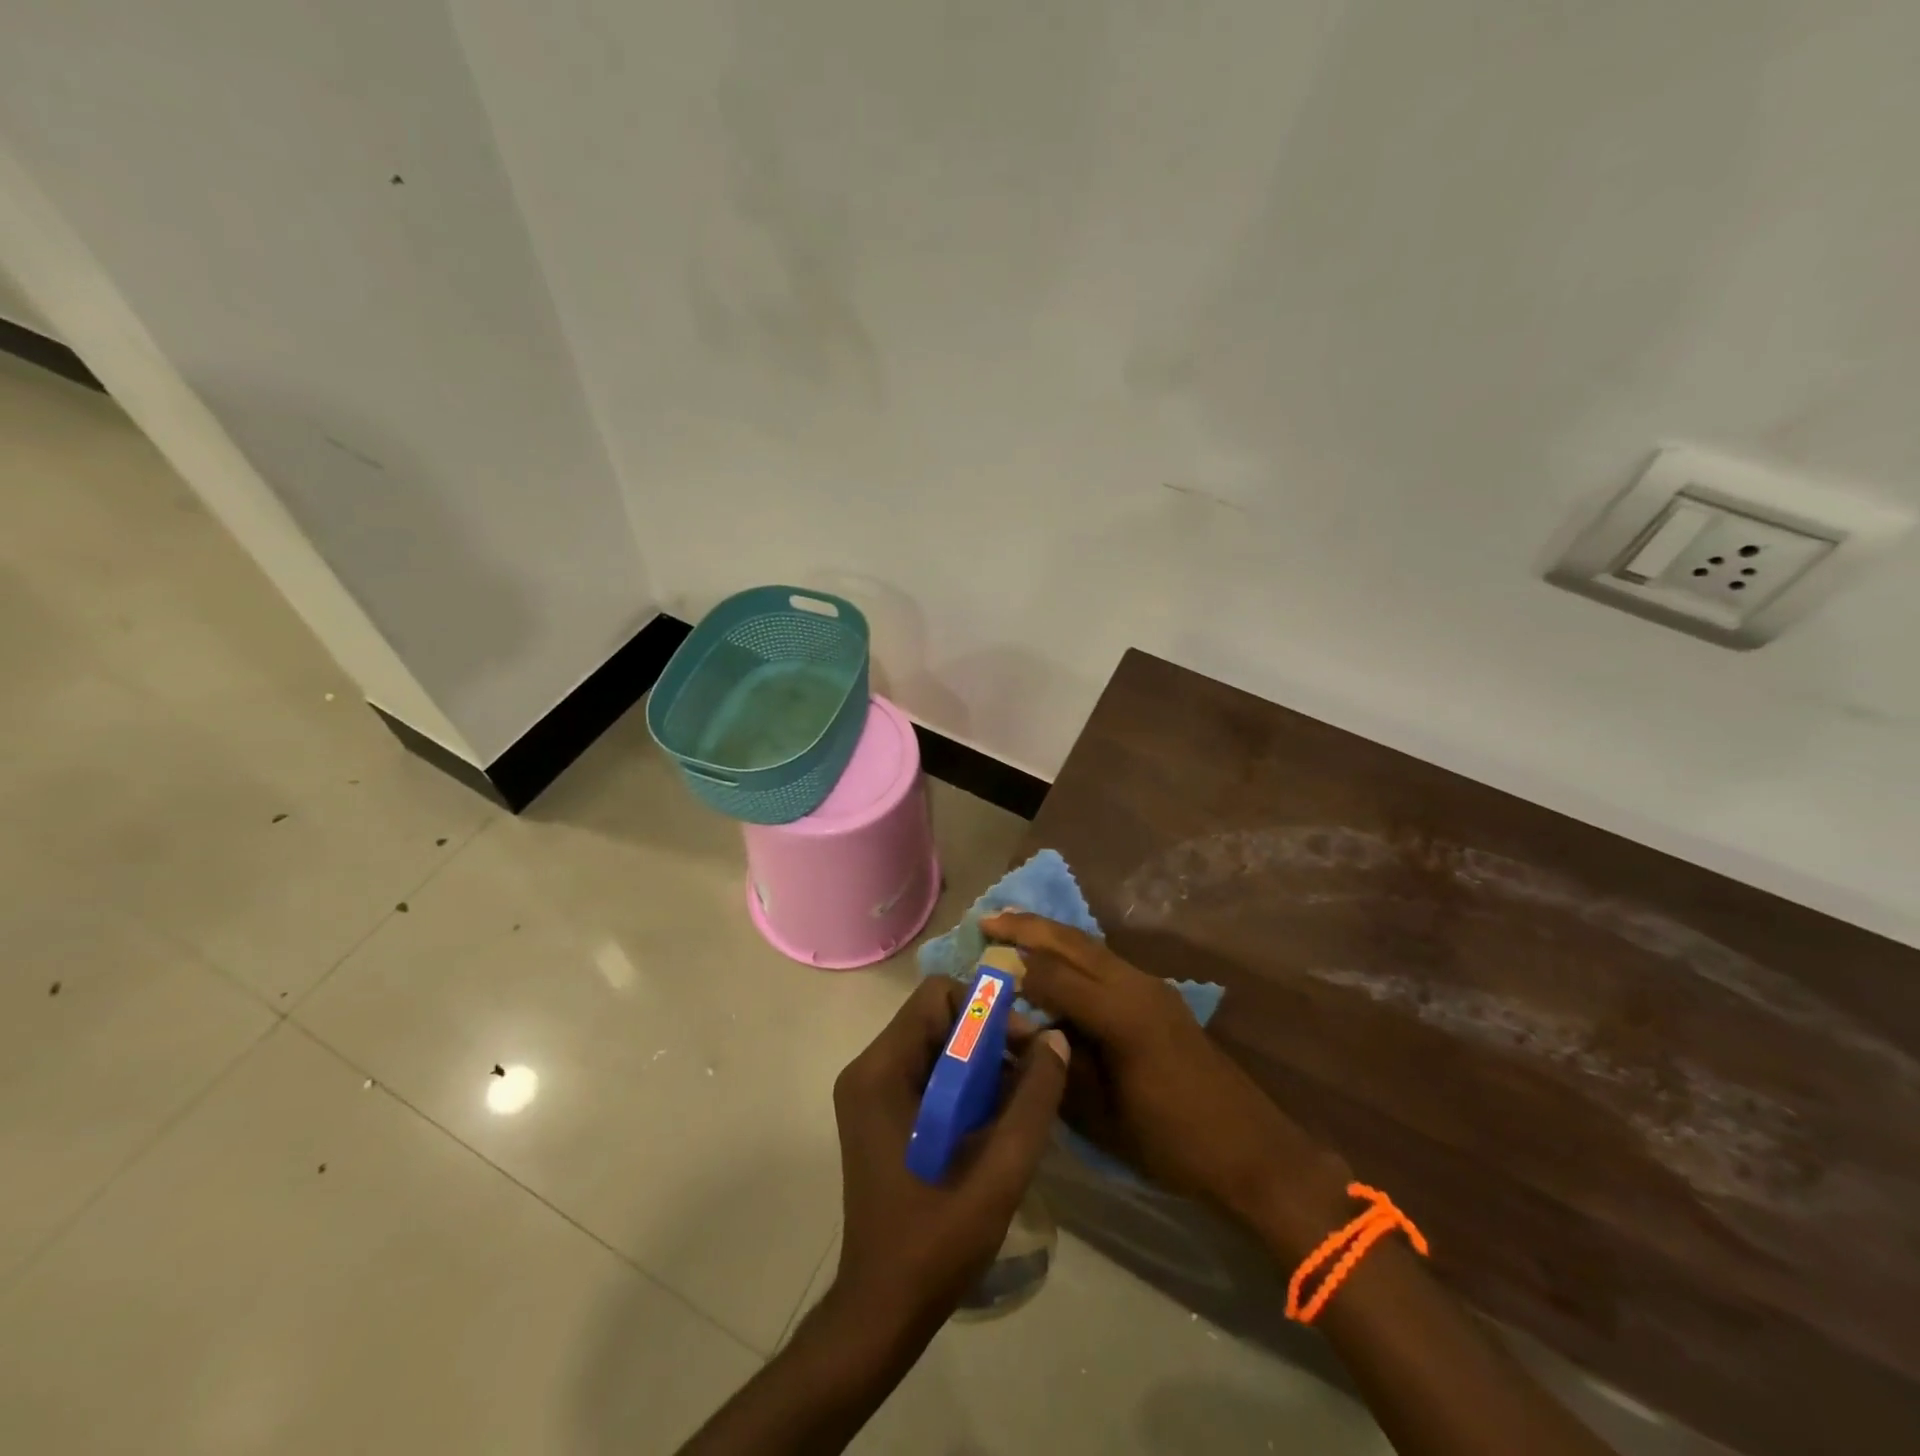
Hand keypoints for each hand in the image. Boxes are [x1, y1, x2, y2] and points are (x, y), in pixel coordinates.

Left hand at [828, 977, 1069, 1339]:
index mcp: (881, 1071)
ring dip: (979, 1062)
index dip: (985, 1010)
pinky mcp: (878, 1114)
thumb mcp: (1000, 1170)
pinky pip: (926, 1072)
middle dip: (988, 1036)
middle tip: (1030, 1074)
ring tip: (1017, 1101)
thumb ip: (1033, 1100)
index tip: (1024, 1046)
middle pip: (936, 1017)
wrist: (882, 1309)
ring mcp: (869, 1092)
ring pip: (934, 1044)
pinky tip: (992, 1120)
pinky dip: (963, 1082)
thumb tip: (1056, 1039)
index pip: (937, 995)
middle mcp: (868, 1069)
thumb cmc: (936, 1241)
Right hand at [982, 912, 1349, 1254]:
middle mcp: (1135, 985)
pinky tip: (1055, 961)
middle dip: (1028, 926)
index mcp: (1120, 1014)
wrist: (1250, 1151)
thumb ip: (1055, 1065)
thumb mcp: (1102, 1116)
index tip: (979, 968)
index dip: (1014, 971)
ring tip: (1012, 927)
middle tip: (986, 918)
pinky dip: (1073, 953)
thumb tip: (1017, 1028)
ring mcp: (1151, 986)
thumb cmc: (1171, 1143)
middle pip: (1073, 942)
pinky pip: (1106, 962)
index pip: (1053, 974)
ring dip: (1051, 934)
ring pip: (1091, 946)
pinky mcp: (1159, 996)